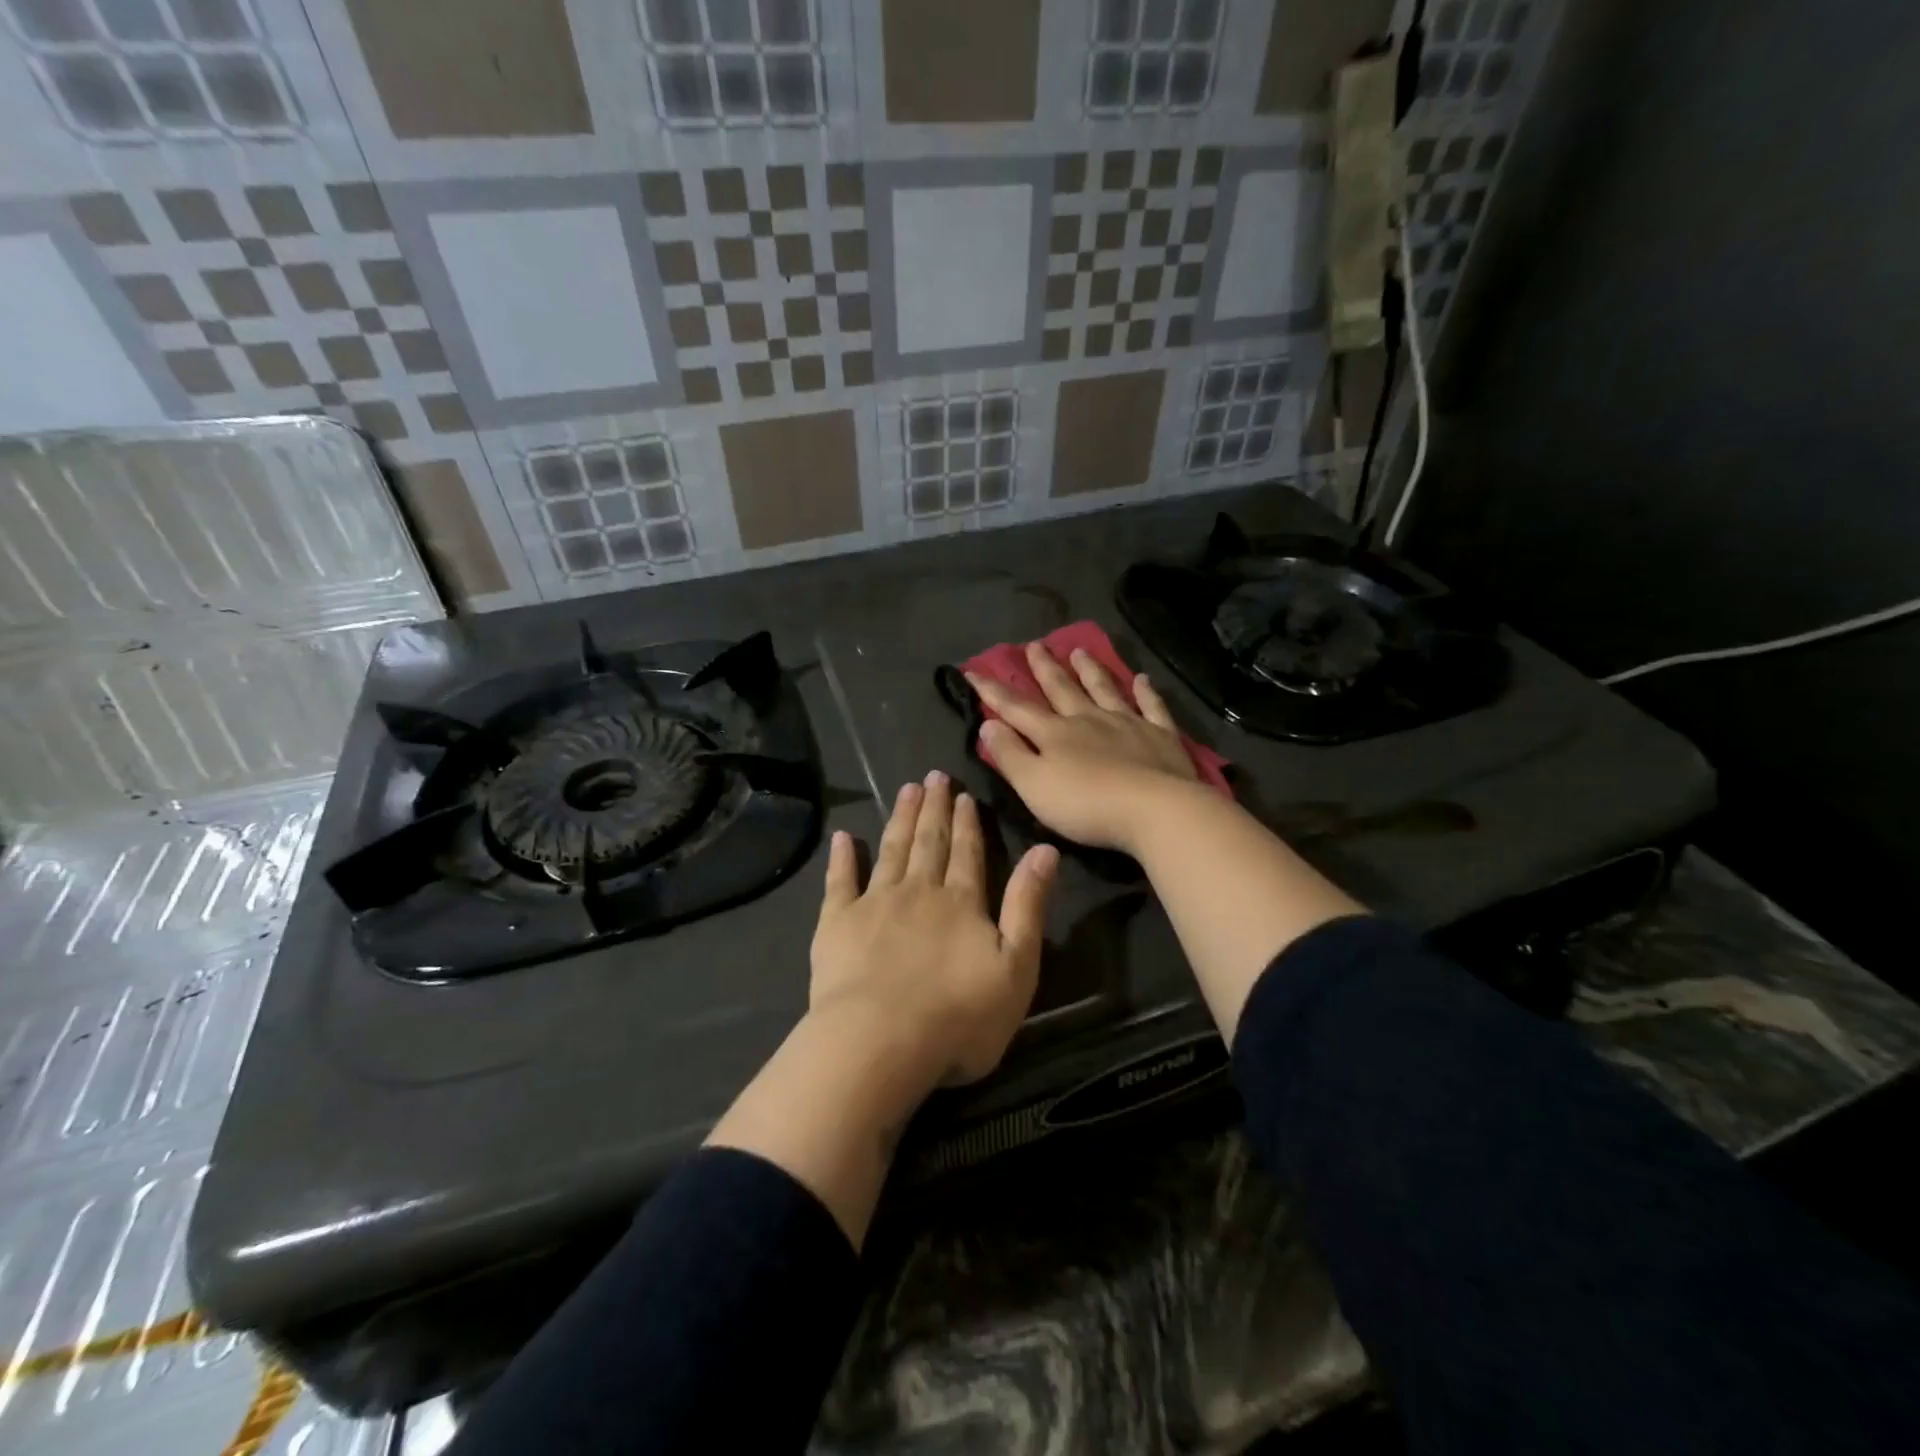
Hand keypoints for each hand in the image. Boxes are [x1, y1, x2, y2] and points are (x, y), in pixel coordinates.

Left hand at [811, 771, 1058, 1087]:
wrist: (880, 1042)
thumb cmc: (959, 1016)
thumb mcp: (1016, 966)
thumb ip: (1028, 905)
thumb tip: (1045, 850)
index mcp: (961, 902)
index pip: (967, 852)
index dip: (967, 822)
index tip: (963, 793)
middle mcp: (919, 891)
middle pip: (929, 842)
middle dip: (933, 808)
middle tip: (933, 776)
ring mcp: (875, 904)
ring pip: (891, 851)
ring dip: (900, 819)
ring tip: (906, 790)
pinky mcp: (837, 924)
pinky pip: (840, 882)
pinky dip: (842, 858)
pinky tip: (843, 837)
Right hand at [966, 642, 1199, 853]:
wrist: (1154, 810)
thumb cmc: (1085, 804)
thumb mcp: (1034, 785)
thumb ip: (1010, 755)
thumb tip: (989, 724)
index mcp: (1055, 734)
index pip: (1016, 708)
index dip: (993, 691)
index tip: (974, 671)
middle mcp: (1088, 720)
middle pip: (1062, 689)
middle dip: (1045, 669)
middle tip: (1034, 645)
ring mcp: (1128, 724)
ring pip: (1104, 690)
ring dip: (1090, 670)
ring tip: (1079, 651)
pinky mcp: (1161, 737)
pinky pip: (1151, 707)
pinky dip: (1146, 692)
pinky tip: (1143, 679)